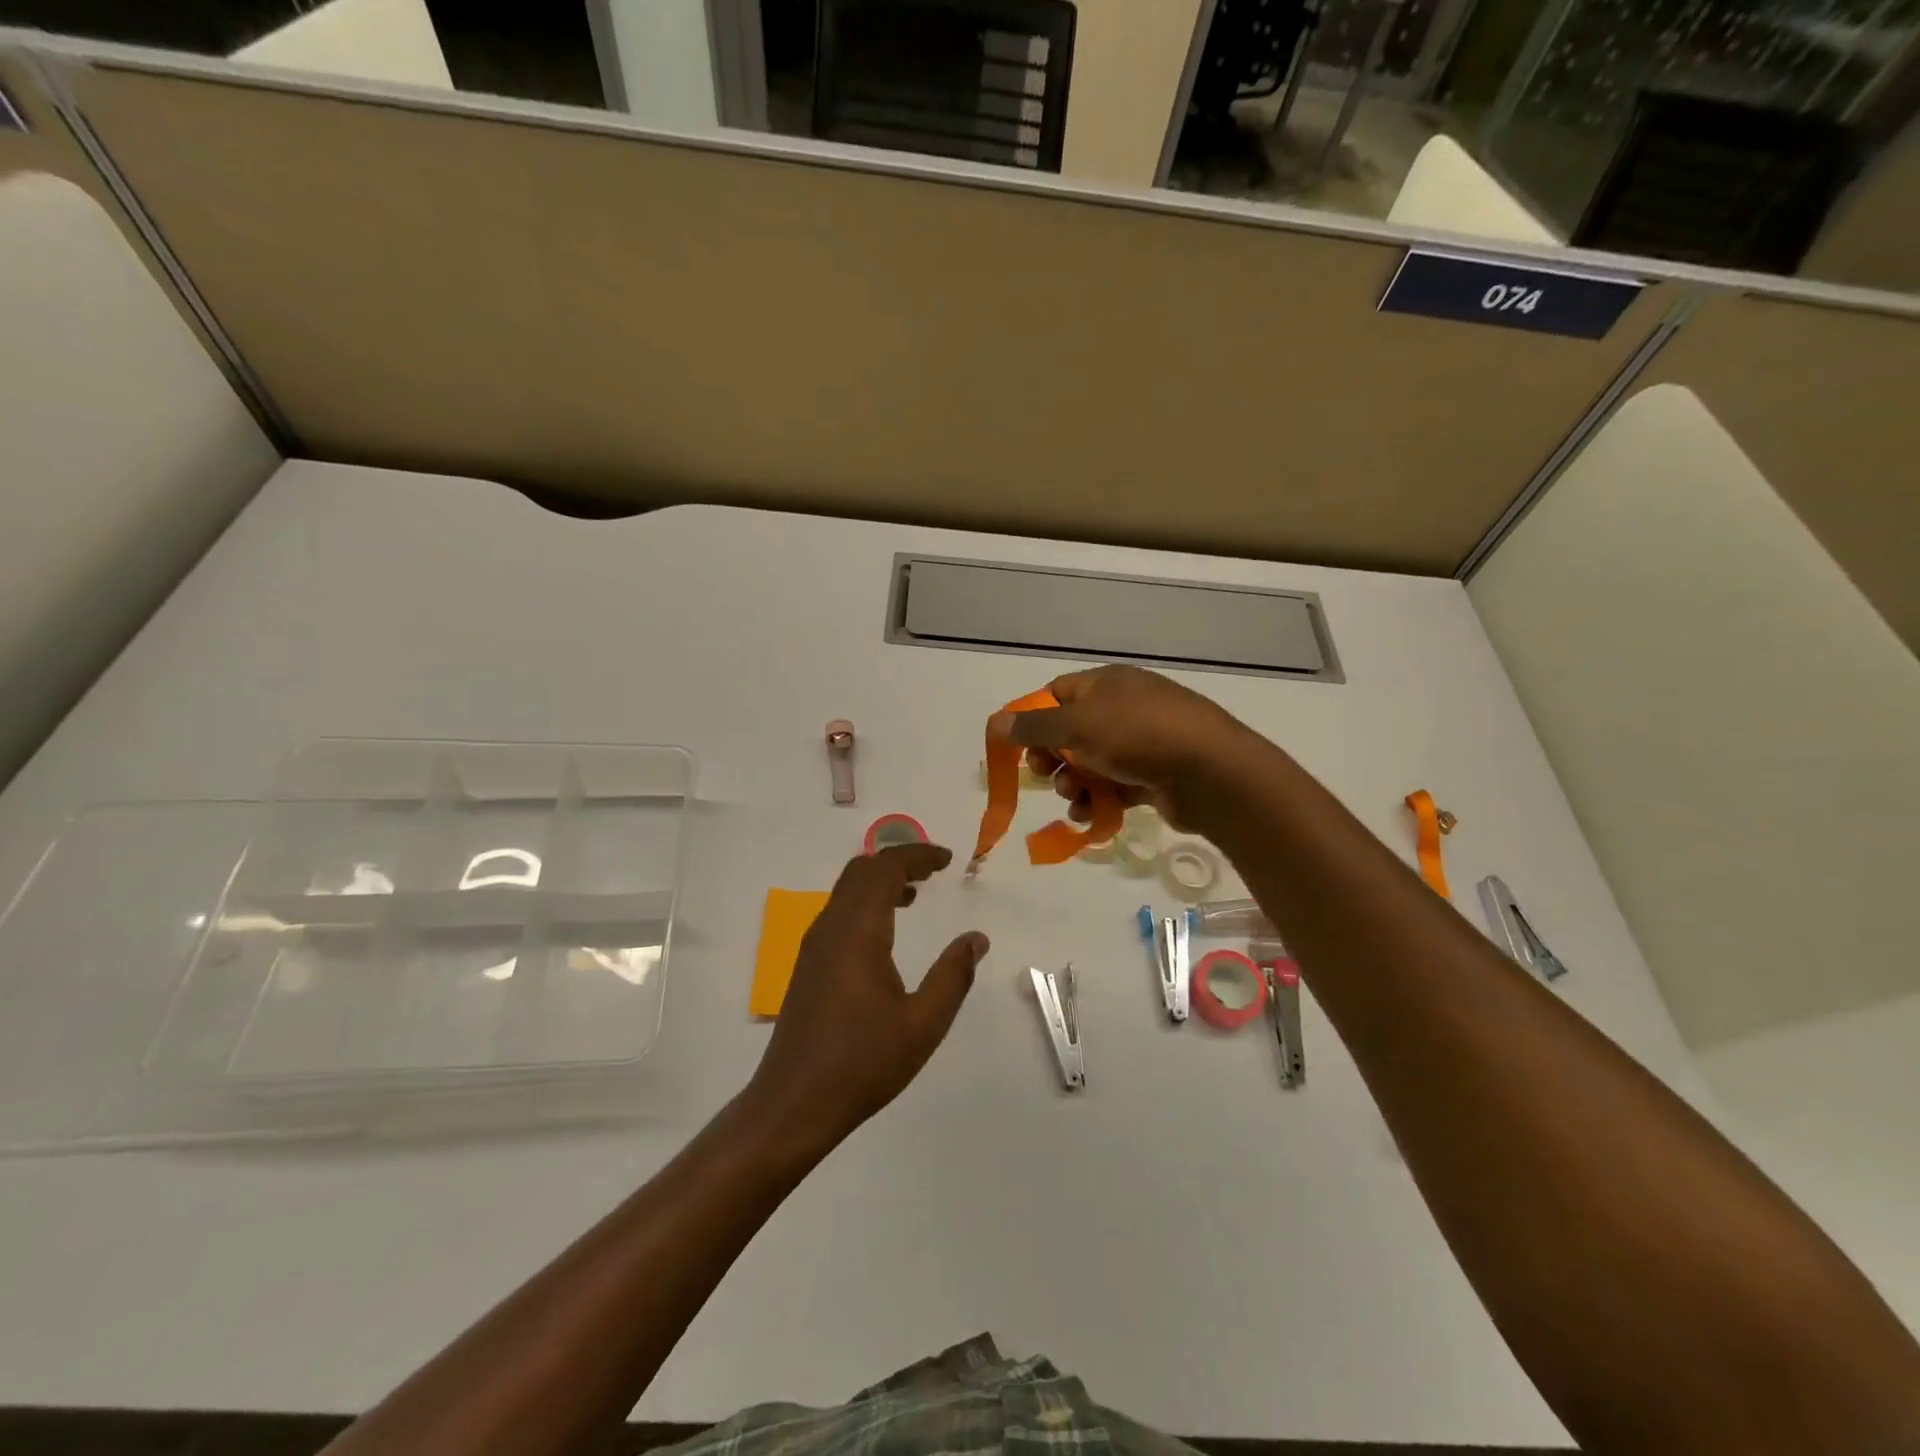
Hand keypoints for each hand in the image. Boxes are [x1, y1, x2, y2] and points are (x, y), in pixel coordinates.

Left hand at [749, 843, 985, 1148]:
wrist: (793, 1104)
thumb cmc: (862, 1063)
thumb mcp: (922, 1025)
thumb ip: (952, 976)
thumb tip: (976, 939)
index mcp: (857, 932)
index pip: (884, 868)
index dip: (916, 855)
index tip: (947, 860)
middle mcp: (830, 928)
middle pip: (861, 870)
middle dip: (898, 861)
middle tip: (934, 871)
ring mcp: (814, 946)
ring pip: (846, 890)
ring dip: (881, 881)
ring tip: (917, 893)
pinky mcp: (809, 965)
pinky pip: (839, 912)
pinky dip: (866, 902)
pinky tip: (887, 931)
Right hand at [988, 665, 1255, 831]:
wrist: (1211, 772)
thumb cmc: (1138, 736)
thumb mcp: (1078, 726)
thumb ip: (1033, 726)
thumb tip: (995, 721)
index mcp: (1106, 683)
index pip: (1056, 694)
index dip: (1033, 719)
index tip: (1019, 747)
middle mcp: (1123, 707)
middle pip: (1071, 732)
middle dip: (1053, 758)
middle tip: (1046, 775)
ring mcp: (1142, 741)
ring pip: (1091, 763)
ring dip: (1073, 784)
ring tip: (1074, 799)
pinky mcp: (1154, 774)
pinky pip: (1114, 786)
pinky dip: (1099, 800)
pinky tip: (1091, 816)